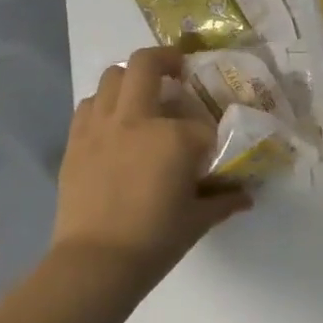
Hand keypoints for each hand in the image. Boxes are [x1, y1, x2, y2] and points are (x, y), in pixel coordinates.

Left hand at [51, 47, 252, 288]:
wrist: (96, 262)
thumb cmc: (155, 240)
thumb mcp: (198, 220)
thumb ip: (223, 200)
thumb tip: (246, 196)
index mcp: (173, 137)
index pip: (201, 124)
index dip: (211, 137)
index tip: (212, 151)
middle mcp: (136, 119)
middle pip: (146, 64)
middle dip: (167, 60)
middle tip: (178, 71)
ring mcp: (101, 125)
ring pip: (112, 76)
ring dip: (131, 78)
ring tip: (143, 95)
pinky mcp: (76, 140)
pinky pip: (89, 104)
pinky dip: (105, 104)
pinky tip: (114, 123)